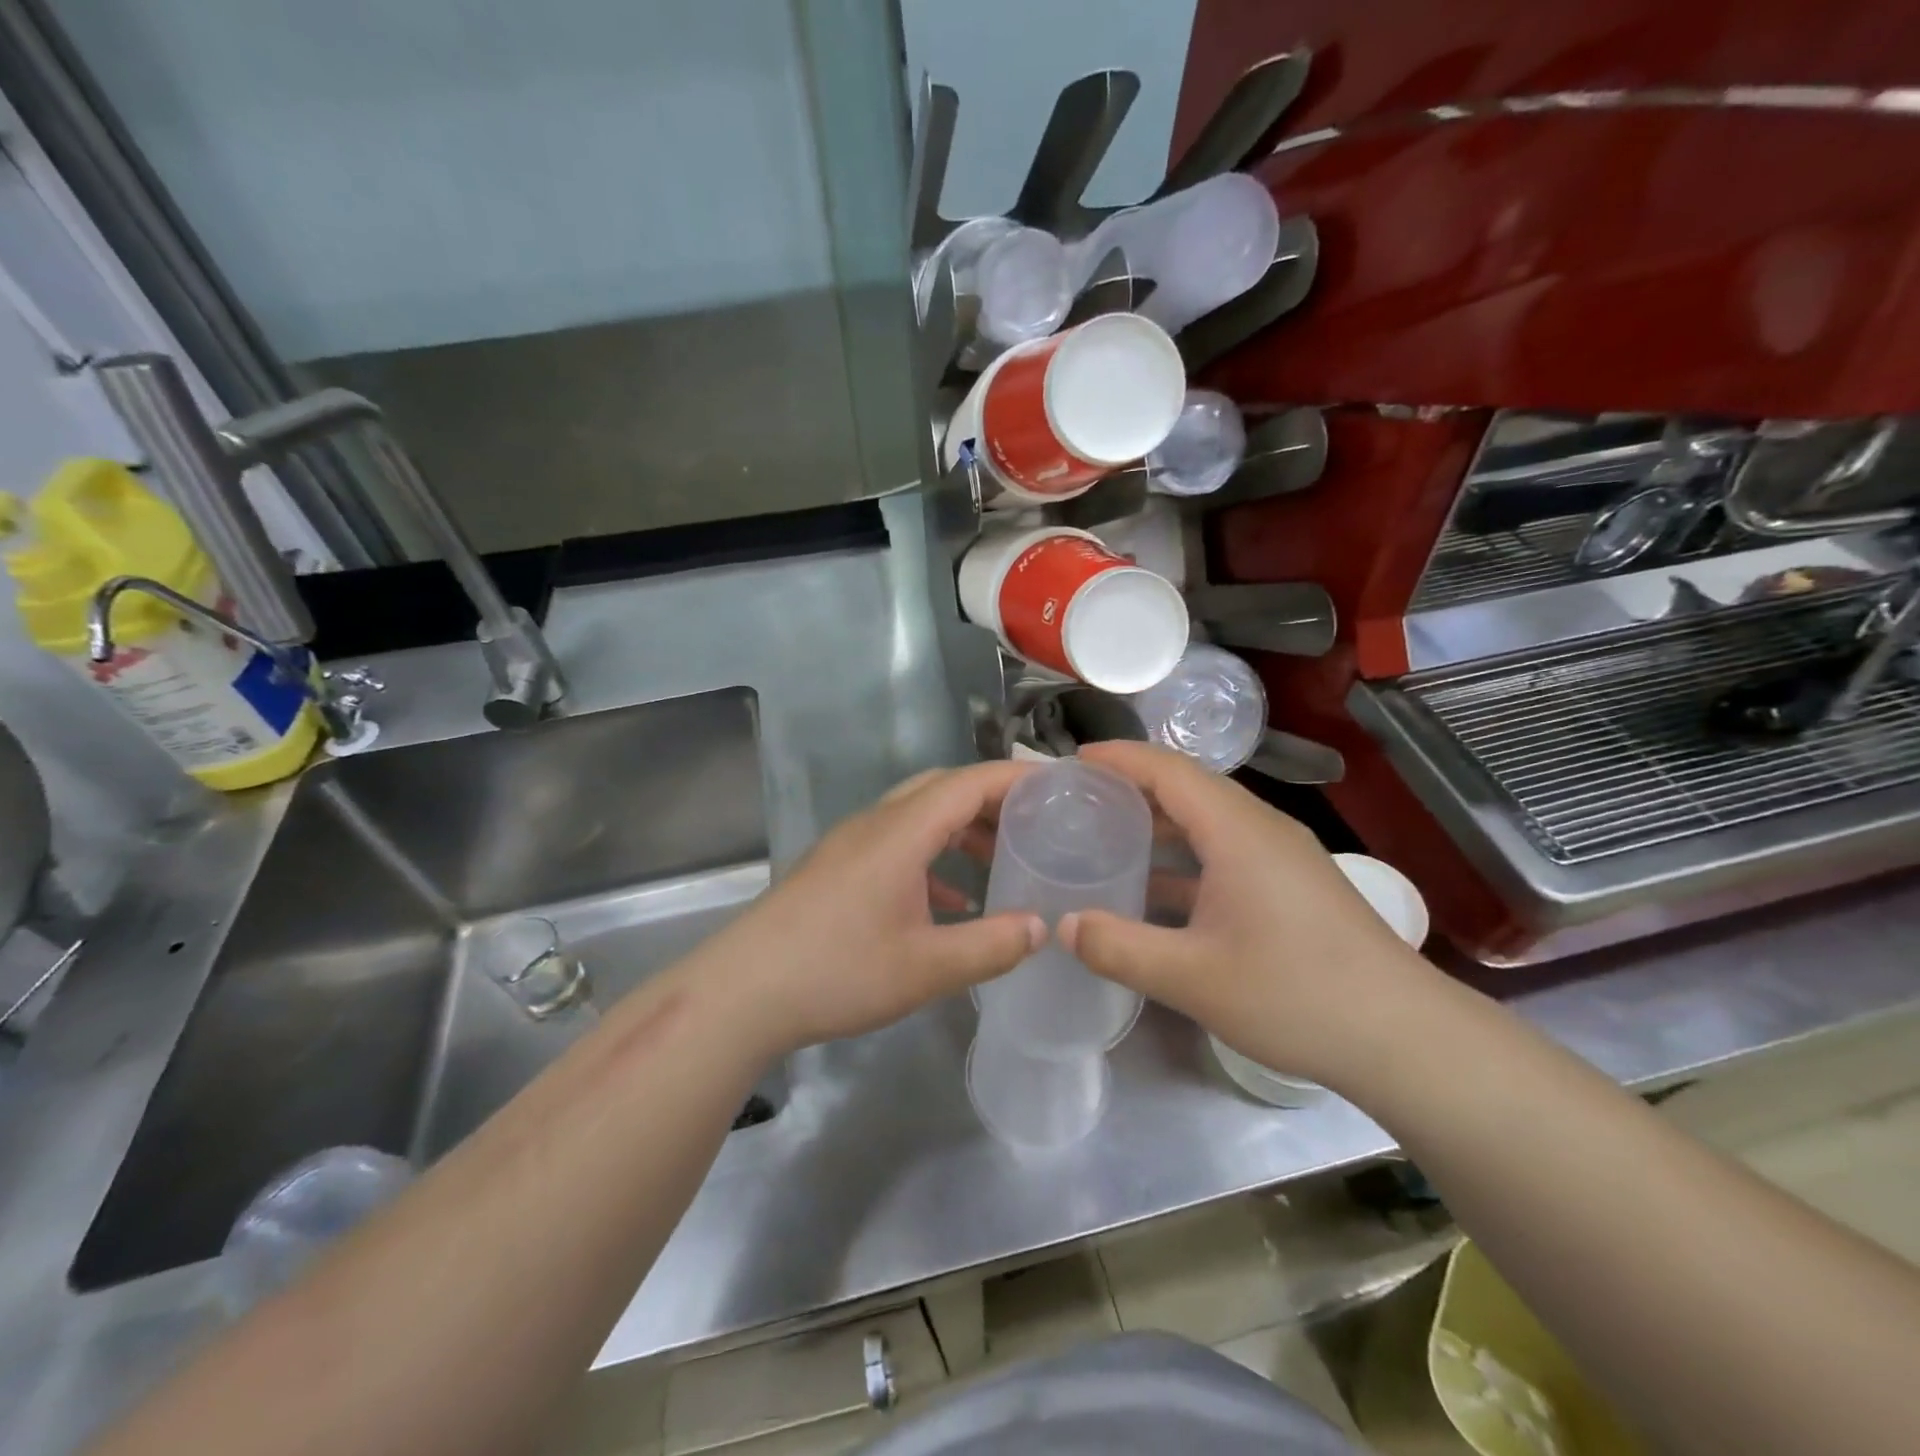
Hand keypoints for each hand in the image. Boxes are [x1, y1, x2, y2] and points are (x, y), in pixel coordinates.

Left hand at [694, 760, 1044, 1058]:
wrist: (741, 992)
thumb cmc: (837, 971)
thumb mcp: (926, 967)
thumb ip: (990, 946)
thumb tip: (1041, 927)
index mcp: (901, 832)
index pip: (968, 782)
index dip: (1015, 778)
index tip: (1059, 786)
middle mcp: (876, 824)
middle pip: (943, 789)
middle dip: (992, 800)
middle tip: (1036, 823)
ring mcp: (851, 845)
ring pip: (918, 817)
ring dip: (961, 829)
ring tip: (1001, 859)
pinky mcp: (836, 868)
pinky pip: (896, 845)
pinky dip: (932, 858)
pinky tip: (950, 901)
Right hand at [1059, 741, 1433, 1086]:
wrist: (1403, 1037)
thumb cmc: (1294, 994)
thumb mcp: (1192, 978)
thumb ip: (1119, 948)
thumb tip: (1063, 925)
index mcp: (1237, 830)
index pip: (1168, 770)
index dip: (1119, 758)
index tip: (1072, 762)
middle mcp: (1260, 828)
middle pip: (1188, 787)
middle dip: (1132, 786)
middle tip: (1079, 799)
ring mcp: (1281, 856)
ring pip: (1208, 819)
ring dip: (1158, 821)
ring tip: (1106, 835)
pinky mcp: (1291, 884)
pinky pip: (1225, 848)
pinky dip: (1184, 854)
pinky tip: (1156, 888)